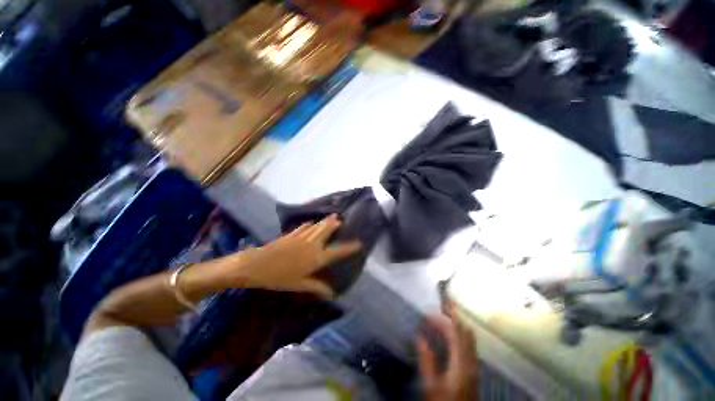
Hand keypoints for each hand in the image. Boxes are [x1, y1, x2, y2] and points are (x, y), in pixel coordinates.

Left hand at [230, 214, 361, 297]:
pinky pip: (303, 227)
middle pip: (326, 231)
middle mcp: (312, 244)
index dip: (349, 248)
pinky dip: (308, 224)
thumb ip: (316, 287)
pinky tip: (310, 222)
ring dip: (324, 221)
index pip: (337, 252)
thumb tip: (332, 294)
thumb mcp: (300, 284)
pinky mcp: (291, 235)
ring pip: (317, 227)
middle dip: (334, 224)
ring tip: (332, 216)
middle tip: (340, 218)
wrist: (258, 265)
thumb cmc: (279, 278)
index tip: (359, 243)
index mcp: (316, 257)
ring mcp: (301, 237)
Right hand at [417, 301, 478, 400]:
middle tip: (440, 306)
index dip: (448, 316)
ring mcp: (473, 365)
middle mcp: (470, 360)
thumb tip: (420, 337)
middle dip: (454, 316)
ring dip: (456, 324)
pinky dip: (458, 334)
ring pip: (468, 338)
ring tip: (441, 317)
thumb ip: (427, 360)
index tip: (438, 305)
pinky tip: (448, 335)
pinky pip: (467, 345)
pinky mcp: (472, 369)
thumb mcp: (431, 385)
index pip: (457, 332)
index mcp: (461, 362)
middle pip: (465, 332)